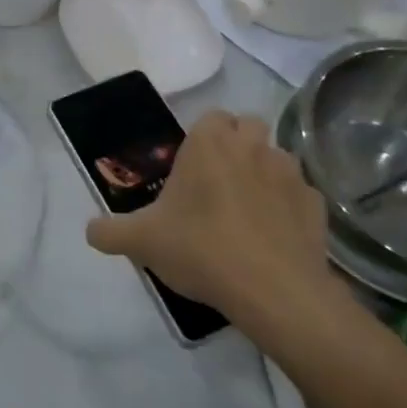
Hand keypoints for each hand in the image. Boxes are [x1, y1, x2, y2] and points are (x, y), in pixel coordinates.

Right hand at [85, 111, 347, 344]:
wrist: (273, 291)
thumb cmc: (201, 248)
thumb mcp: (142, 241)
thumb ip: (110, 231)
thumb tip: (90, 231)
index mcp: (210, 143)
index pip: (212, 116)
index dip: (204, 137)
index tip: (192, 167)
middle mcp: (252, 146)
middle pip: (249, 126)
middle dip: (238, 144)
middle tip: (219, 181)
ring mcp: (290, 174)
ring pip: (278, 157)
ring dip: (265, 173)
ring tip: (249, 210)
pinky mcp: (316, 206)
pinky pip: (301, 195)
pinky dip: (289, 207)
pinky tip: (275, 236)